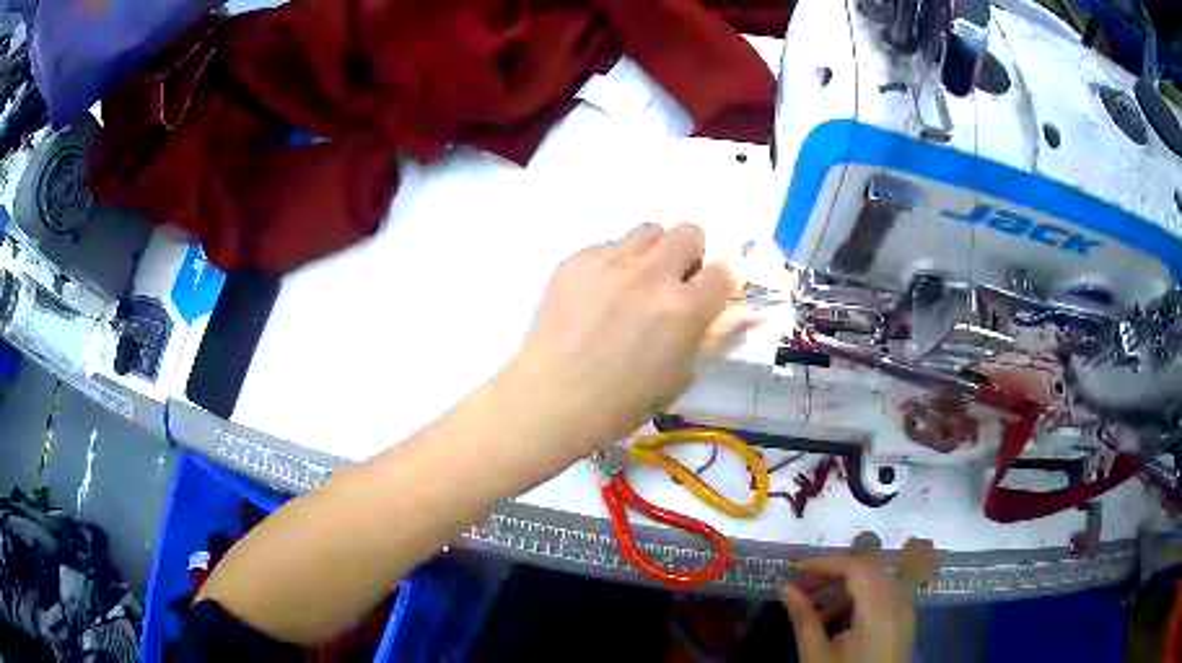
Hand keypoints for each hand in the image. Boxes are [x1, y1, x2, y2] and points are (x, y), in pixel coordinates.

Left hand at [502, 223, 749, 462]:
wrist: (548, 401)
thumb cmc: (619, 404)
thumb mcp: (678, 378)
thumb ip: (715, 338)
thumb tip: (745, 313)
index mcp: (684, 309)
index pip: (725, 270)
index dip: (721, 284)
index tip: (709, 298)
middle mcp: (651, 274)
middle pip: (689, 232)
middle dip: (689, 256)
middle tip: (673, 286)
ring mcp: (609, 262)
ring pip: (648, 231)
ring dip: (652, 253)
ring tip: (634, 286)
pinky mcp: (575, 260)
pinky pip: (608, 245)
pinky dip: (614, 264)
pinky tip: (597, 298)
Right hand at [780, 556, 915, 662]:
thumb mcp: (816, 656)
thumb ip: (804, 620)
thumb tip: (786, 588)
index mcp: (879, 610)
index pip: (858, 568)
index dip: (827, 562)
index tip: (795, 567)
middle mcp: (898, 603)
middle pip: (870, 569)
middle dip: (835, 571)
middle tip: (802, 581)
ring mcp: (905, 612)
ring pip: (877, 581)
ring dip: (847, 584)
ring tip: (814, 602)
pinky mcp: (904, 623)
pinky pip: (884, 595)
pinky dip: (860, 596)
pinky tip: (838, 616)